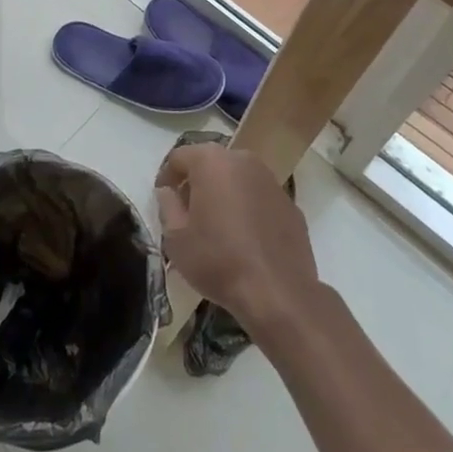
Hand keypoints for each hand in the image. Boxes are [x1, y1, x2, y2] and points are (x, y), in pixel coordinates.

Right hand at [155, 143, 318, 333]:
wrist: (279, 294)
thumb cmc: (218, 261)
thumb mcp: (176, 239)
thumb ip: (167, 207)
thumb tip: (168, 192)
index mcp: (211, 161)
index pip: (179, 157)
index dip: (166, 176)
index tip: (163, 199)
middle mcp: (242, 160)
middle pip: (211, 163)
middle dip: (196, 182)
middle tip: (188, 211)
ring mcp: (270, 180)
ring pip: (238, 178)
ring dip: (224, 193)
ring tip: (217, 225)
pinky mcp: (290, 204)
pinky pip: (259, 198)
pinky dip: (248, 208)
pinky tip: (245, 238)